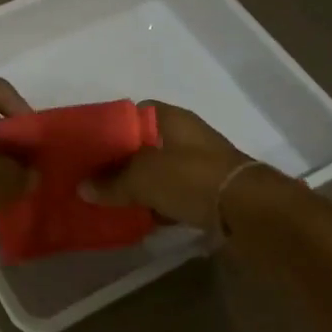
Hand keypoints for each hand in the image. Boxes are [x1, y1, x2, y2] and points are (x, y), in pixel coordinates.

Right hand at [83, 102, 250, 229]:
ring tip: (110, 200)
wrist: (248, 211)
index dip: (111, 127)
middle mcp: (186, 136)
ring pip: (159, 171)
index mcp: (171, 119)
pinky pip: (173, 194)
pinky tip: (139, 218)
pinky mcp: (208, 192)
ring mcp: (199, 164)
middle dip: (121, 162)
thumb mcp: (143, 178)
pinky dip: (157, 204)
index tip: (90, 145)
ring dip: (139, 185)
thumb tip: (82, 189)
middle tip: (94, 177)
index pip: (134, 113)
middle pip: (144, 145)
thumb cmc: (191, 178)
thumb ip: (112, 183)